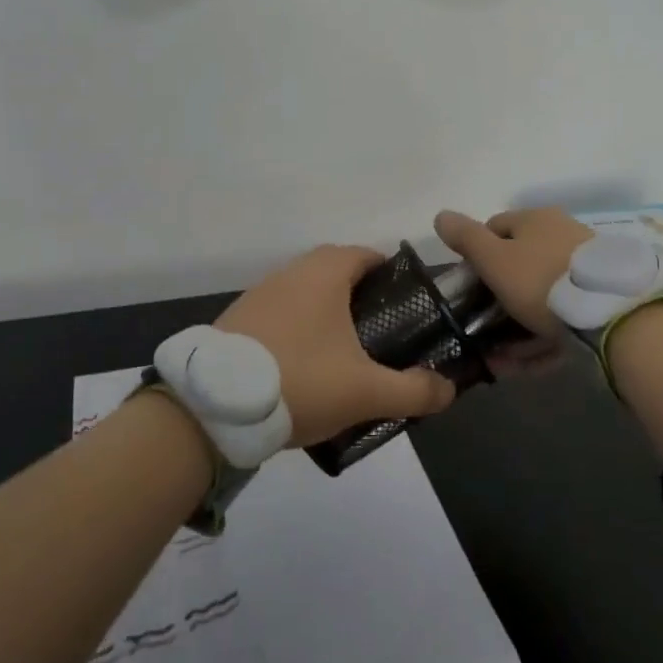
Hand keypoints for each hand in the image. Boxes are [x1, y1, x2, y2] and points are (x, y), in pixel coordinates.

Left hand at [216, 245, 456, 447]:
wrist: (213, 407)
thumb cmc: (300, 381)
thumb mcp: (366, 392)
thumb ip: (414, 391)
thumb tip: (449, 390)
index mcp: (324, 273)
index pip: (366, 255)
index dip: (390, 275)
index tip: (405, 306)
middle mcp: (290, 273)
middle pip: (335, 272)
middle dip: (360, 297)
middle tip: (379, 335)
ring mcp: (259, 295)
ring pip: (305, 295)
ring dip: (325, 316)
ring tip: (343, 356)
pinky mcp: (237, 320)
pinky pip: (279, 316)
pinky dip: (296, 332)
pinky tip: (301, 370)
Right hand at [433, 208, 594, 379]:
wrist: (611, 313)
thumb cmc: (541, 279)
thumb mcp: (494, 259)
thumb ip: (465, 238)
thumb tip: (441, 215)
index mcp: (536, 220)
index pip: (495, 228)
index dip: (476, 254)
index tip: (468, 286)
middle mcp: (561, 237)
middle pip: (518, 266)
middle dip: (496, 300)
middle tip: (481, 328)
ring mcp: (583, 270)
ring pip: (539, 298)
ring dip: (515, 329)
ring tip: (499, 360)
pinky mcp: (598, 302)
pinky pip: (561, 320)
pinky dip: (541, 341)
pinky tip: (525, 365)